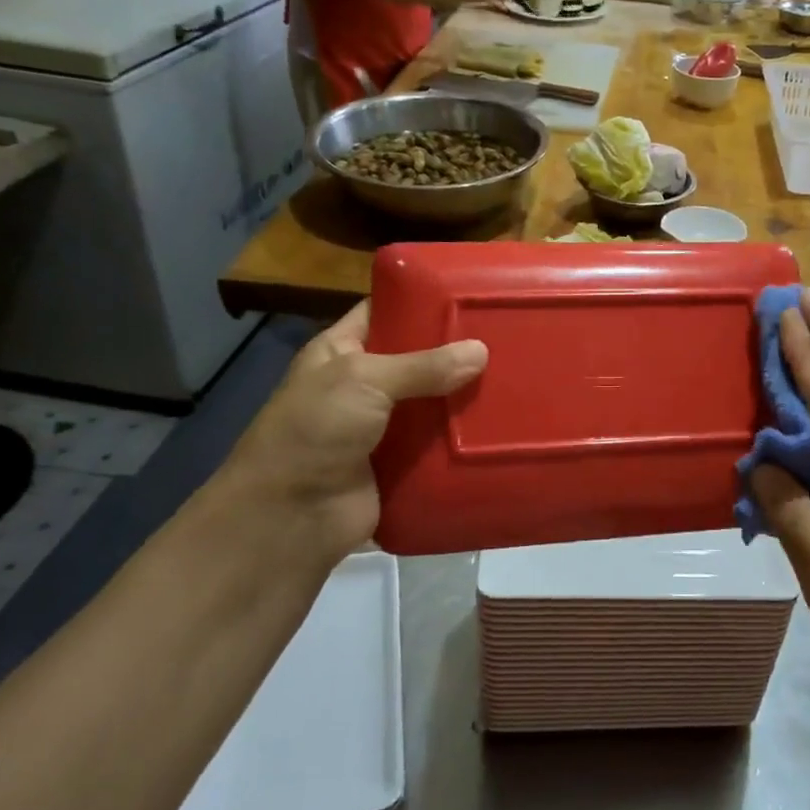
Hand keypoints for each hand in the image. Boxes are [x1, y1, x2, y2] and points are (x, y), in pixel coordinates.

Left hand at [205, 303, 486, 582]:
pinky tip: (505, 425)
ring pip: (435, 403)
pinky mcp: (403, 464)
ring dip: (466, 396)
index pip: (386, 312)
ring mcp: (385, 427)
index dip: (423, 300)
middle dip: (457, 350)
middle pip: (419, 359)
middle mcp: (364, 385)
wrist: (290, 518)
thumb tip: (482, 351)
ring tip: (520, 375)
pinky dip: (466, 439)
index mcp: (342, 351)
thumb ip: (423, 365)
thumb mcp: (363, 380)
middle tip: (509, 334)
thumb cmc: (314, 431)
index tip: (471, 291)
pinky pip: (440, 445)